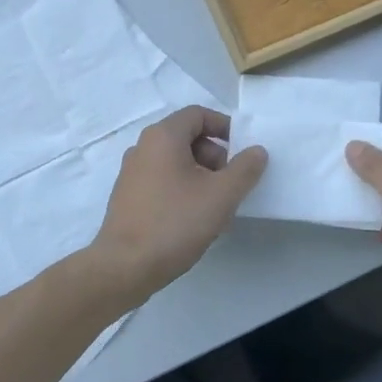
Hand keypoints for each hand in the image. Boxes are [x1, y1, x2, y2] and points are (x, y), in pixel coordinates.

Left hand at [88, 106, 266, 302]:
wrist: (124, 267)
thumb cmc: (175, 223)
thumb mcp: (221, 195)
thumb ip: (245, 169)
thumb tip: (257, 151)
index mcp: (163, 136)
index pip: (198, 114)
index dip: (224, 127)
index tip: (243, 150)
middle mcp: (142, 147)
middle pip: (186, 137)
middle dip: (214, 155)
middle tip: (230, 184)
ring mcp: (131, 172)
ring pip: (174, 161)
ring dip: (200, 175)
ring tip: (215, 205)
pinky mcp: (127, 196)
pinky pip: (161, 180)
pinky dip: (181, 188)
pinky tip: (192, 218)